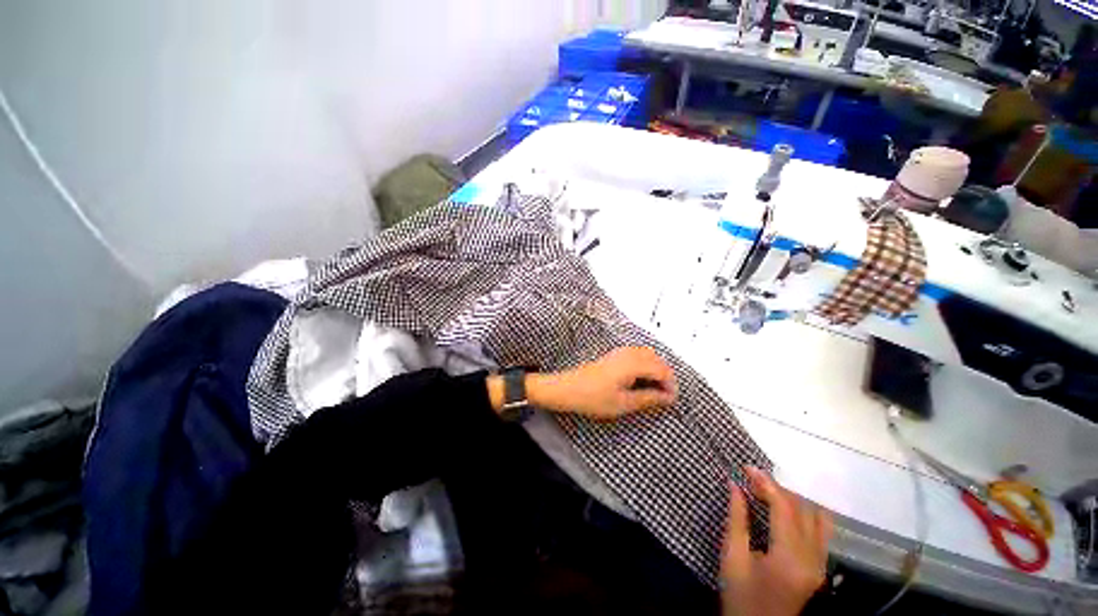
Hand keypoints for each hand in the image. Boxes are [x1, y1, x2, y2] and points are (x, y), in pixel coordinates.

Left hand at [529, 347, 676, 419]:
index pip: (662, 370)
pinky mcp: (614, 355)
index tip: (671, 401)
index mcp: (633, 364)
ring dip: (655, 370)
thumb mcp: (624, 403)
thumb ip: (649, 399)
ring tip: (654, 390)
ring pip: (648, 355)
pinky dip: (645, 366)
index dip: (670, 385)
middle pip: (657, 360)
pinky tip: (640, 381)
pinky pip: (638, 355)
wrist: (568, 388)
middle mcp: (628, 353)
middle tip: (664, 397)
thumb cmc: (593, 397)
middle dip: (665, 377)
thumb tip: (668, 398)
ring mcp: (620, 352)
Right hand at [721, 467, 831, 615]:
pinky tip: (786, 509)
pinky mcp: (820, 567)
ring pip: (815, 517)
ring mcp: (821, 564)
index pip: (784, 508)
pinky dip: (804, 513)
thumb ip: (736, 519)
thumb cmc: (741, 595)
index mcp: (789, 558)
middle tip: (751, 479)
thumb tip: (735, 485)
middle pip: (802, 509)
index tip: (746, 467)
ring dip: (791, 499)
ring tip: (766, 492)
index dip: (766, 483)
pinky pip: (820, 531)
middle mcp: (813, 559)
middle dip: (776, 488)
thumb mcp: (732, 557)